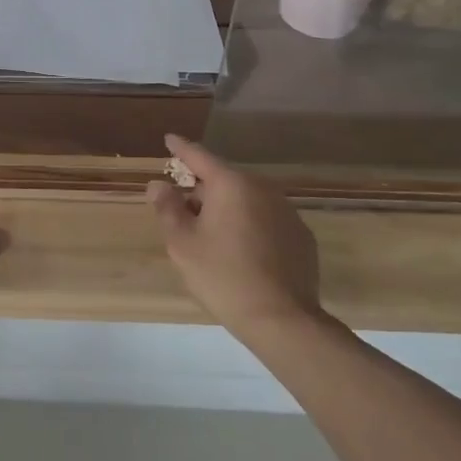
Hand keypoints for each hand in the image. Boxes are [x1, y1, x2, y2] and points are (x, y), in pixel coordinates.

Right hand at [147, 135, 326, 341]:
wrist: (282, 320)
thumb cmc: (223, 276)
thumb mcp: (182, 243)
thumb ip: (168, 208)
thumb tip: (159, 184)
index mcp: (231, 184)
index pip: (199, 156)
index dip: (181, 148)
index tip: (170, 139)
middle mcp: (262, 188)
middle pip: (224, 179)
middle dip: (202, 188)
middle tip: (183, 209)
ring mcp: (287, 212)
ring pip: (247, 199)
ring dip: (227, 207)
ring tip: (210, 234)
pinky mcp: (302, 236)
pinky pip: (266, 219)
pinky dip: (249, 224)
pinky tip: (241, 251)